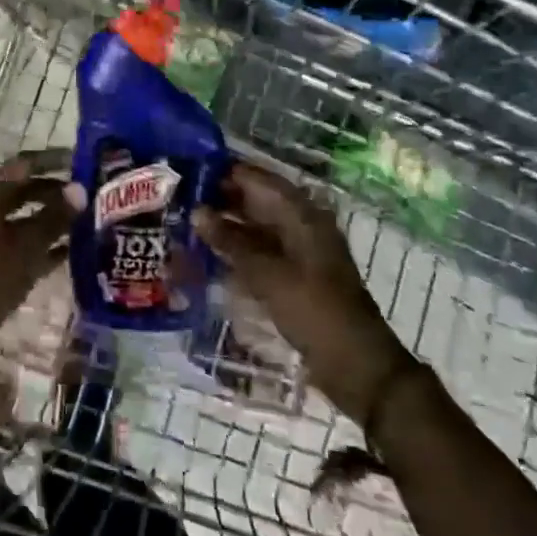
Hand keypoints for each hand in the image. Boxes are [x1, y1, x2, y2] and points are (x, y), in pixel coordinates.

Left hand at [0, 150, 78, 336]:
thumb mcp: (28, 243)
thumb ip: (55, 216)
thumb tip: (81, 190)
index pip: (24, 165)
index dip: (53, 160)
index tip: (82, 160)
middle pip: (26, 191)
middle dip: (57, 192)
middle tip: (92, 193)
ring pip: (27, 220)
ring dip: (55, 219)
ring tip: (91, 219)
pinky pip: (25, 245)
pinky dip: (47, 245)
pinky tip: (76, 251)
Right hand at [196, 162, 414, 422]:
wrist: (355, 365)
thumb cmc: (313, 311)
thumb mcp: (267, 274)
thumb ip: (230, 241)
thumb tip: (197, 211)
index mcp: (302, 215)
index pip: (259, 179)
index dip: (227, 172)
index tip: (190, 170)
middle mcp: (301, 226)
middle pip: (257, 201)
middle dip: (222, 198)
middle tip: (181, 199)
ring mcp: (299, 252)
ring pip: (257, 227)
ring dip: (227, 225)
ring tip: (187, 223)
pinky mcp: (294, 276)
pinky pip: (260, 252)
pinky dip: (237, 250)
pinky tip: (209, 254)